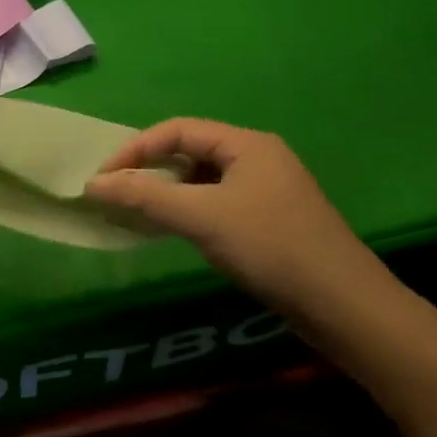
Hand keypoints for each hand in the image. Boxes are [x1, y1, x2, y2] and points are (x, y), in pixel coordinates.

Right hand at [85, 119, 398, 334]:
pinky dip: (191, 211)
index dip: (135, 149)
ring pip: (204, 180)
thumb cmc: (270, 247)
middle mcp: (258, 157)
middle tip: (117, 194)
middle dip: (151, 169)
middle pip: (191, 151)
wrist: (344, 307)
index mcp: (246, 143)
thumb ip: (145, 196)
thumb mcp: (202, 217)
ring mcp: (268, 190)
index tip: (103, 178)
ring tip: (139, 212)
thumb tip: (92, 183)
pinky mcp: (272, 220)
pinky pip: (219, 202)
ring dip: (169, 192)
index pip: (177, 130)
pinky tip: (178, 231)